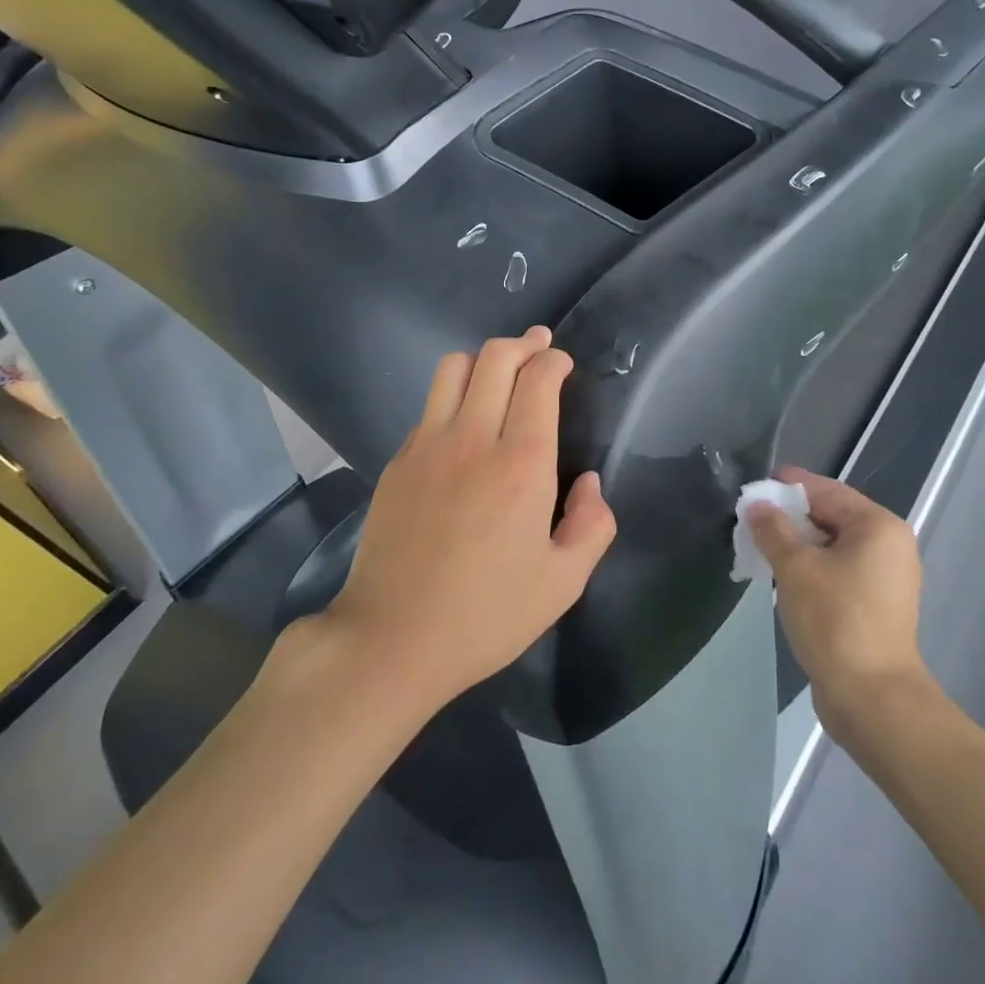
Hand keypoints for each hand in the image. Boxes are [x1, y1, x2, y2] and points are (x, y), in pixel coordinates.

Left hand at [324, 326, 616, 712]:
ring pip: (453, 368)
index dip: (554, 361)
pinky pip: (430, 406)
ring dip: (483, 359)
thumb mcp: (562, 584)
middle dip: (524, 344)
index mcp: (521, 465)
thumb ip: (592, 525)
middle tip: (539, 348)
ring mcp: (427, 446)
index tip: (563, 365)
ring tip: (500, 372)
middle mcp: (473, 440)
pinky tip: (464, 424)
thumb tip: (588, 482)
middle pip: (495, 358)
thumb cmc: (485, 615)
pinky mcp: (398, 461)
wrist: (392, 639)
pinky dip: (453, 396)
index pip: (538, 380)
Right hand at [748, 468, 931, 740]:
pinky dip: (811, 569)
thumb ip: (772, 529)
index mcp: (878, 526)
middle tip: (751, 521)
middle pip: (831, 517)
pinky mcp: (876, 607)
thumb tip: (756, 505)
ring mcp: (886, 579)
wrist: (871, 698)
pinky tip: (782, 578)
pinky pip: (838, 572)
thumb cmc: (835, 619)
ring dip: (798, 546)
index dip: (788, 487)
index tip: (754, 489)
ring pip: (833, 547)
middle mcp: (889, 547)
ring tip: (760, 548)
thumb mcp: (795, 567)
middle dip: (790, 518)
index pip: (827, 491)